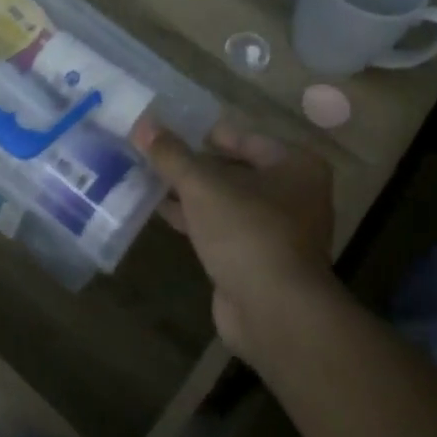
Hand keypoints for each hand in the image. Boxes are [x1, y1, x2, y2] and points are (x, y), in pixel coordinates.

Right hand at [133, 120, 336, 358]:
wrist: (274, 313)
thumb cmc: (247, 232)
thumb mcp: (202, 185)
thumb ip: (171, 154)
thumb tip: (142, 124)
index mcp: (294, 166)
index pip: (242, 137)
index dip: (202, 133)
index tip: (166, 130)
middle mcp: (293, 195)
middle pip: (234, 170)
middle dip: (193, 165)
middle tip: (152, 153)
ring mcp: (277, 231)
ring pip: (225, 201)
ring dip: (190, 193)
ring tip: (147, 177)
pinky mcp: (257, 261)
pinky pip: (221, 229)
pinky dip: (195, 220)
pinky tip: (160, 211)